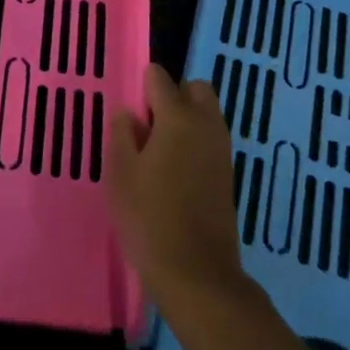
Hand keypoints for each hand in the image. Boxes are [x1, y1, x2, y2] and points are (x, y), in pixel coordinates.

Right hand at [106, 65, 251, 316]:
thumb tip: (130, 113)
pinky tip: (174, 173)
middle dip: (173, 95)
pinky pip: (210, 139)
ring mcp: (221, 150)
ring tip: (158, 152)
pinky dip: (195, 142)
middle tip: (148, 126)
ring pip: (206, 114)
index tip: (128, 111)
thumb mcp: (121, 172)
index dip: (142, 86)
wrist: (197, 272)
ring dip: (186, 119)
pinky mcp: (228, 174)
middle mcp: (206, 124)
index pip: (160, 77)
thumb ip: (123, 133)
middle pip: (194, 88)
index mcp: (178, 117)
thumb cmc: (150, 217)